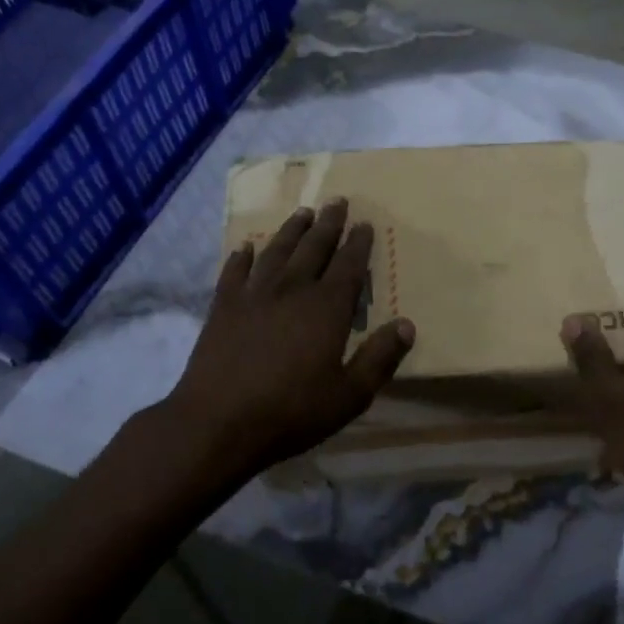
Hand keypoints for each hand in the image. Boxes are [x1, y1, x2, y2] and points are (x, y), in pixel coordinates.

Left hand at [167, 198, 414, 477]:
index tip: (365, 223)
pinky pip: (235, 271)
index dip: (358, 243)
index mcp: (326, 308)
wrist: (216, 423)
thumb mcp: (349, 395)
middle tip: (337, 201)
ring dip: (292, 230)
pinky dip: (242, 257)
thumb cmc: (291, 412)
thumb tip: (407, 325)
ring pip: (277, 251)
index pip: (348, 265)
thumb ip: (379, 358)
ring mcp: (254, 295)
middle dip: (328, 224)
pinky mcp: (223, 307)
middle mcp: (292, 289)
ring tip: (303, 213)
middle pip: (314, 247)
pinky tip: (246, 248)